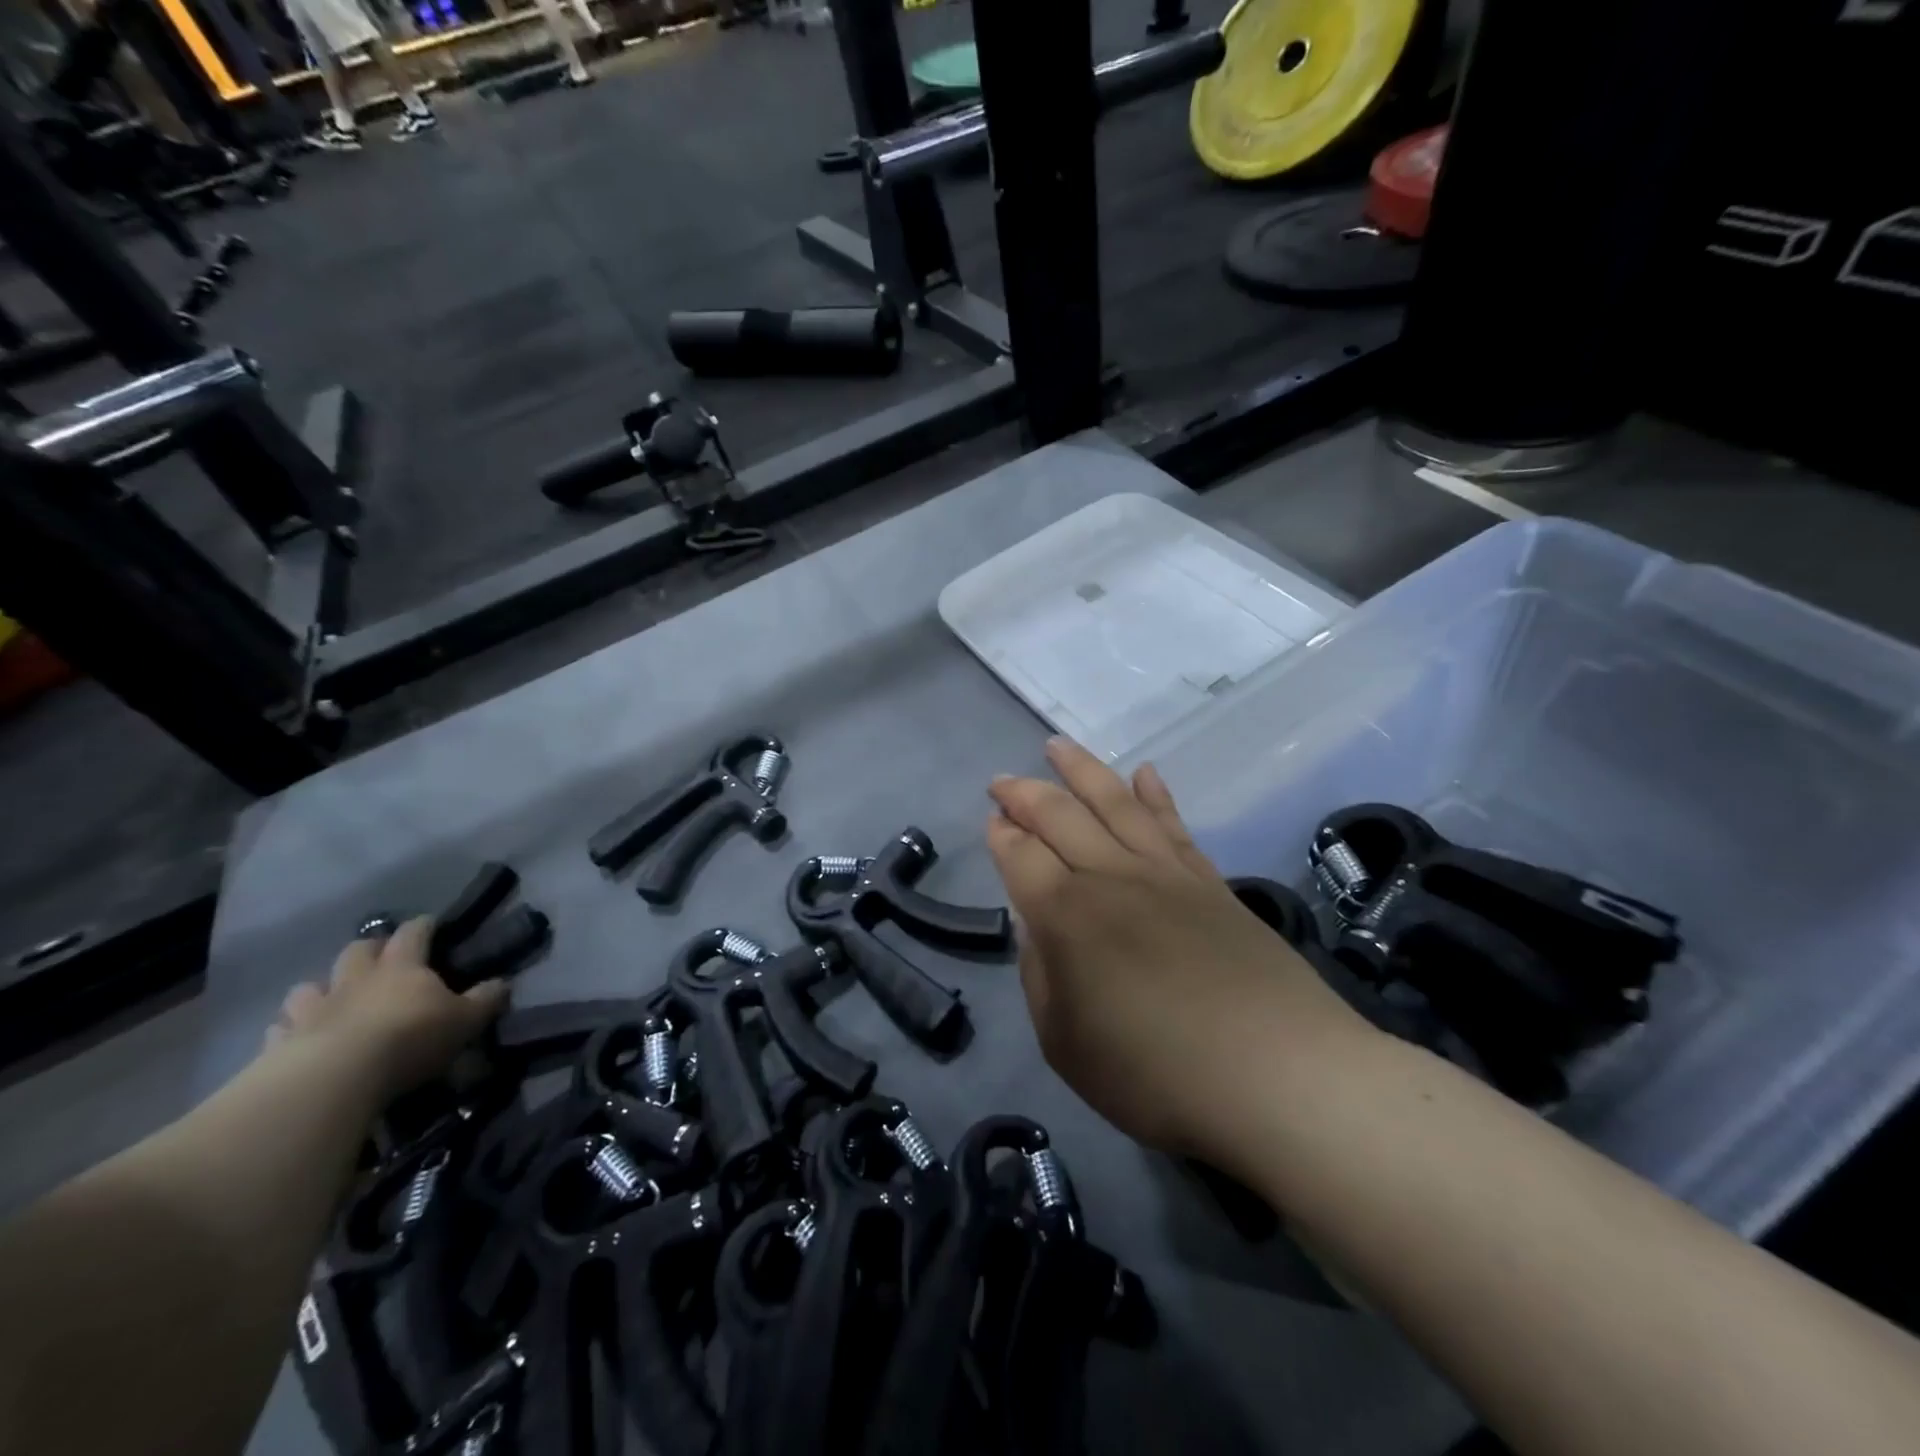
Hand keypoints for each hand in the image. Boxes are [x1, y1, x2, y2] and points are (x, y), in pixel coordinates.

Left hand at [266, 918, 507, 1102]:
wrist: (334, 1079)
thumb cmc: (409, 1039)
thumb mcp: (465, 1021)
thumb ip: (485, 1000)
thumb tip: (503, 983)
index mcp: (402, 967)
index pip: (413, 934)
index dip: (422, 926)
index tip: (430, 923)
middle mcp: (356, 980)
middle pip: (357, 951)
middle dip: (369, 949)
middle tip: (379, 958)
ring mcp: (313, 1010)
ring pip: (309, 987)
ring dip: (319, 989)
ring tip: (329, 999)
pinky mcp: (280, 1044)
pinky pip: (280, 1030)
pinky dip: (288, 1031)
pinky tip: (295, 1040)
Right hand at [987, 738, 1369, 1163]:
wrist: (1279, 1076)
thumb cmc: (1157, 1075)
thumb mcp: (1067, 1046)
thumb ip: (1041, 979)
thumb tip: (1037, 928)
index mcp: (1067, 916)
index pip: (1021, 856)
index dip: (1002, 836)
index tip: (991, 822)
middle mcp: (1111, 878)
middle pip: (1060, 816)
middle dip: (1025, 793)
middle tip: (1003, 780)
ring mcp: (1165, 873)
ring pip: (1115, 802)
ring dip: (1082, 770)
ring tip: (1057, 746)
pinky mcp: (1210, 882)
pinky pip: (1174, 824)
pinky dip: (1156, 793)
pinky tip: (1144, 772)